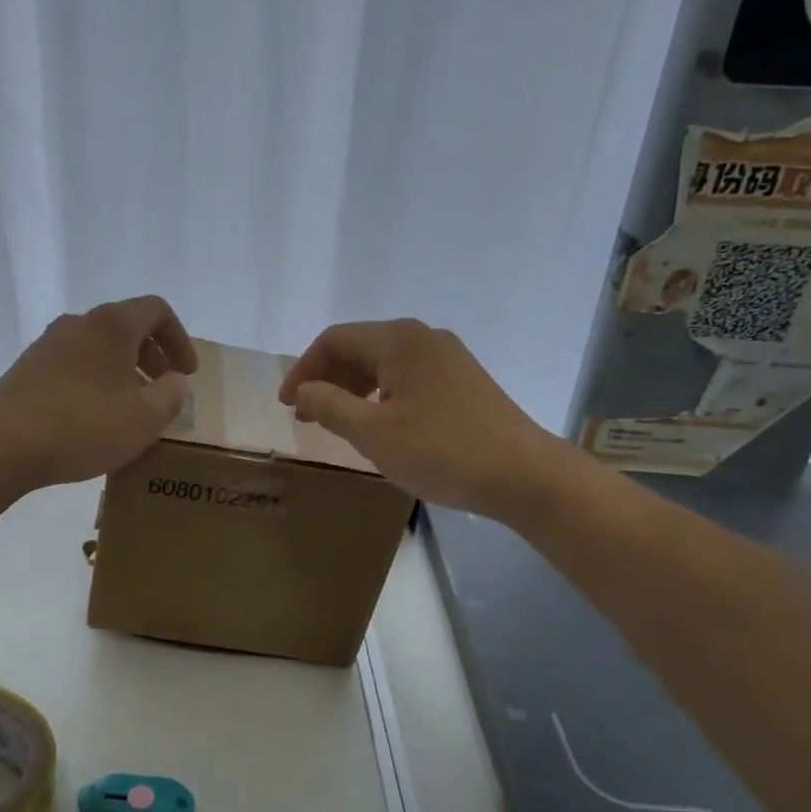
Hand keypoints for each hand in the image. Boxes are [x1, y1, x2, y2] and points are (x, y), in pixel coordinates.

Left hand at [0, 295, 197, 490]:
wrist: (1, 445)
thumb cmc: (83, 426)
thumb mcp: (144, 418)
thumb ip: (171, 396)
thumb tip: (176, 382)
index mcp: (111, 325)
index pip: (156, 310)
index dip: (180, 339)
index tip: (187, 373)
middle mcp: (78, 324)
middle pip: (125, 327)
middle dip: (152, 356)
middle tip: (164, 388)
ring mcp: (47, 346)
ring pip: (98, 348)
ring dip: (123, 371)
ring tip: (131, 408)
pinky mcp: (27, 370)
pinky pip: (74, 366)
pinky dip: (96, 382)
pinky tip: (95, 418)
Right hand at [278, 319, 566, 516]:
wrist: (522, 474)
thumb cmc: (440, 450)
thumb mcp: (373, 433)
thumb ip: (330, 406)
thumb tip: (304, 389)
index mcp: (398, 340)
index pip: (334, 341)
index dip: (303, 370)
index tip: (287, 405)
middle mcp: (423, 337)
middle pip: (360, 347)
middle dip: (327, 379)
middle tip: (307, 416)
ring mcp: (448, 358)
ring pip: (384, 364)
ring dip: (353, 388)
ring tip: (337, 422)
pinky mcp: (463, 381)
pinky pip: (407, 378)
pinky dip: (381, 395)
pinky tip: (379, 424)